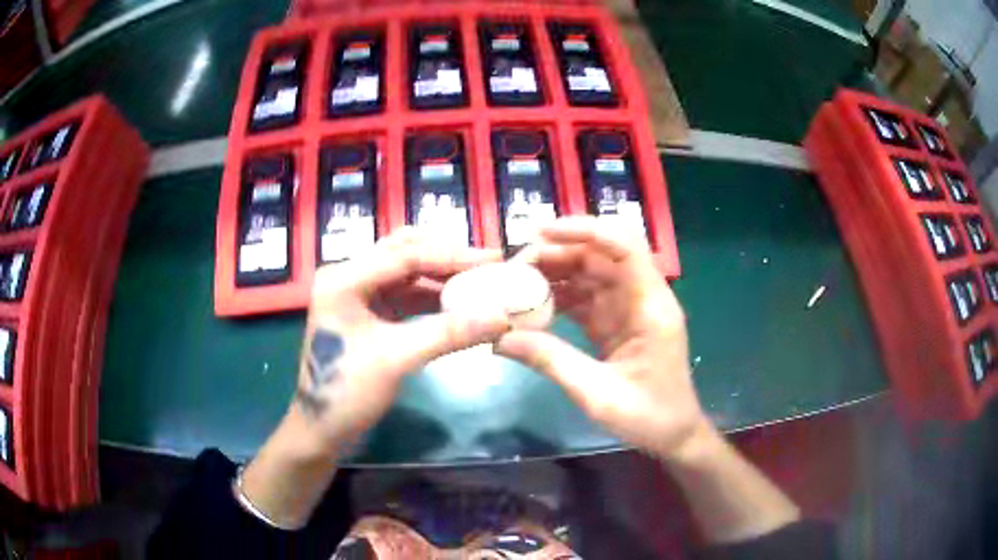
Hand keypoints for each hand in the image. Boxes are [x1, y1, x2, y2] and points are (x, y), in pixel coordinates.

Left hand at [291, 228, 511, 454]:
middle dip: (446, 256)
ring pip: (405, 270)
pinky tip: (457, 302)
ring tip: (478, 280)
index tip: (494, 259)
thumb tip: (503, 317)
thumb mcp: (398, 360)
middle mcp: (347, 275)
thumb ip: (450, 333)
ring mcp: (355, 293)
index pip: (405, 255)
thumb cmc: (348, 393)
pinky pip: (403, 292)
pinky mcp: (365, 311)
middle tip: (487, 263)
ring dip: (440, 275)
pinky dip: (430, 294)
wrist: (322, 429)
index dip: (453, 256)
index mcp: (343, 279)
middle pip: (403, 251)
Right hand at [496, 217, 712, 460]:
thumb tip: (500, 338)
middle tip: (514, 267)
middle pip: (600, 256)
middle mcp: (642, 298)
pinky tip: (531, 305)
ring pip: (590, 274)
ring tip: (514, 284)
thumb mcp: (598, 395)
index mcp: (651, 307)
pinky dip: (559, 297)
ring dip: (555, 274)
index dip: (585, 230)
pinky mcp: (617, 323)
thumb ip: (551, 361)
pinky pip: (586, 298)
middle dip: (558, 253)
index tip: (541, 231)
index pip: (624, 247)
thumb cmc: (649, 417)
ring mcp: (629, 309)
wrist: (673, 435)